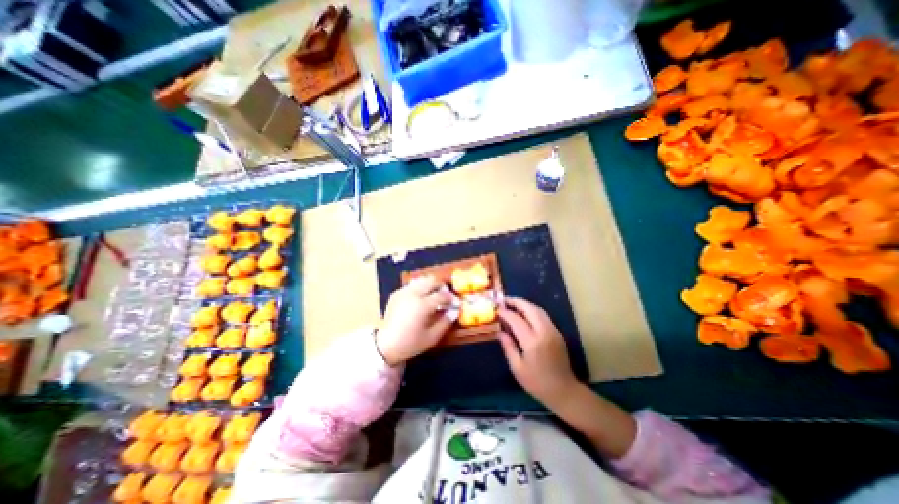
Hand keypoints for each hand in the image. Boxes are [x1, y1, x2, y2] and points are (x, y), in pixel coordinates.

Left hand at [376, 275, 456, 365]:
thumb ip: (445, 322)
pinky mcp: (396, 294)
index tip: (456, 304)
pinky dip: (420, 288)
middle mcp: (412, 294)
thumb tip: (455, 310)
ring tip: (434, 296)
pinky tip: (421, 300)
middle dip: (442, 286)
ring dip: (431, 285)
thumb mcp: (432, 337)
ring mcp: (403, 292)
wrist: (385, 346)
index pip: (442, 295)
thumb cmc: (410, 344)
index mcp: (421, 306)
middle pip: (432, 280)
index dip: (451, 298)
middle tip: (446, 297)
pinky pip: (412, 285)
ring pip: (421, 279)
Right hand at [495, 297, 579, 403]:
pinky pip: (543, 315)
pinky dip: (532, 310)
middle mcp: (544, 332)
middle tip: (504, 300)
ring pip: (538, 309)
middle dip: (516, 302)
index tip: (496, 310)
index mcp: (533, 342)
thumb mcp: (517, 368)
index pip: (516, 320)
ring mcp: (553, 331)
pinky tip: (524, 314)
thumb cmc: (537, 383)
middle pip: (530, 308)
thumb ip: (508, 347)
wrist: (564, 391)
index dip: (505, 313)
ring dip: (524, 304)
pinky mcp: (557, 332)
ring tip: (512, 304)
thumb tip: (499, 331)